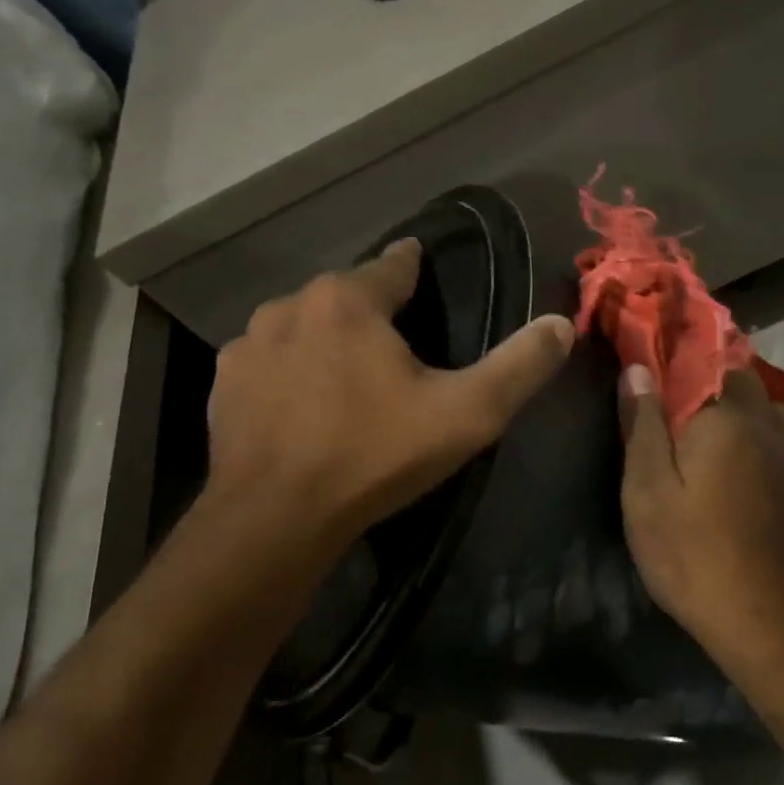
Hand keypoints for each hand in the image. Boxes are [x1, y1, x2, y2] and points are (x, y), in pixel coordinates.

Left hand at [203, 239, 574, 553]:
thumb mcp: (467, 414)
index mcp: (349, 301)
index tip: (421, 268)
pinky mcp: (223, 384)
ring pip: (302, 325)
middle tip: (395, 350)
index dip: (414, 267)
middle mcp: (291, 305)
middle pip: (345, 296)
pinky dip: (288, 372)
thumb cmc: (375, 455)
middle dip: (371, 311)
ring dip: (326, 340)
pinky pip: (268, 362)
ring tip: (347, 378)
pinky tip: (301, 407)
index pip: (393, 265)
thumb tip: (561, 323)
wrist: (276, 519)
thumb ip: (520, 365)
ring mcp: (248, 344)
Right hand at [620, 364, 783, 643]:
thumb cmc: (690, 549)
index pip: (698, 353)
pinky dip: (743, 414)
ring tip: (686, 399)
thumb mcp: (647, 488)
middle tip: (658, 371)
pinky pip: (766, 422)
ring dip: (723, 387)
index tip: (641, 336)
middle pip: (733, 368)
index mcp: (724, 414)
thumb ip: (642, 423)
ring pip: (754, 395)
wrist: (759, 613)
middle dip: (698, 361)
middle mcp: (761, 419)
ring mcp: (782, 447)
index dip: (668, 341)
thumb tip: (638, 368)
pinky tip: (722, 434)